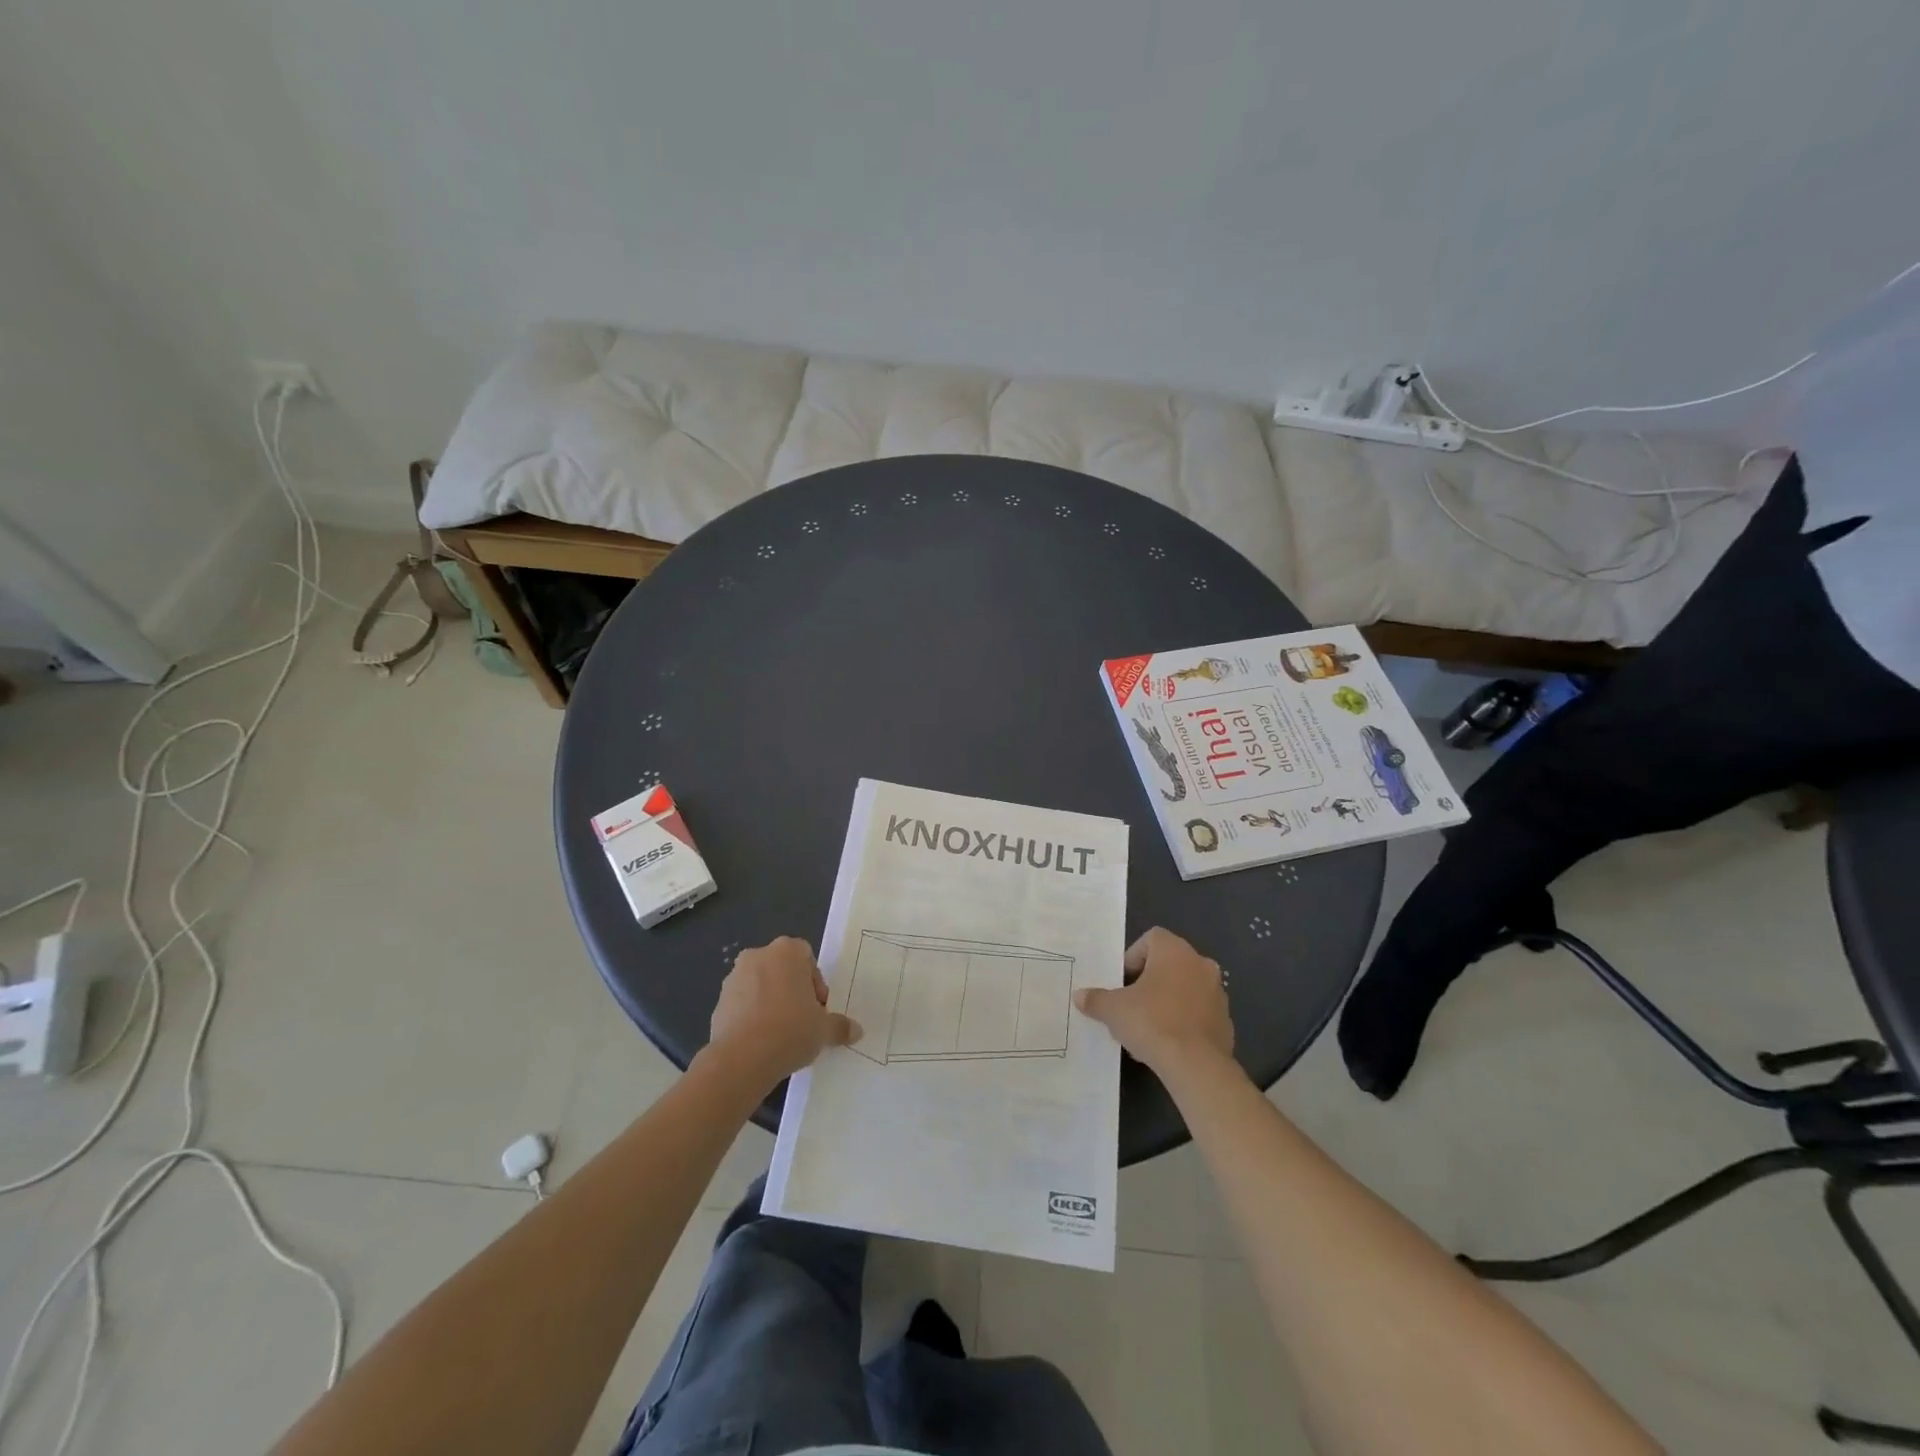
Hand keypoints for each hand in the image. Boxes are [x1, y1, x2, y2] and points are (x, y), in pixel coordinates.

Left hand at [706, 937, 860, 1090]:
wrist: (741, 1059)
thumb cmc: (790, 1030)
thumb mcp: (823, 1030)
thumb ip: (840, 1026)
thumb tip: (856, 1031)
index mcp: (786, 951)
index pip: (807, 957)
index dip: (815, 983)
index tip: (818, 1009)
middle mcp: (758, 956)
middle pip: (782, 969)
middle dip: (792, 991)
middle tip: (802, 1020)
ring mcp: (734, 978)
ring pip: (760, 986)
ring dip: (770, 1003)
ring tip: (780, 1035)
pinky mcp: (718, 1002)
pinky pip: (742, 1005)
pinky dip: (751, 1017)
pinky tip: (760, 1042)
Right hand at [1074, 928, 1232, 1076]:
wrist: (1196, 1066)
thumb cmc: (1152, 1022)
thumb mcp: (1113, 1010)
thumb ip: (1096, 999)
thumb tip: (1079, 996)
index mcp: (1175, 951)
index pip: (1151, 938)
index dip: (1133, 957)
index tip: (1122, 982)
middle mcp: (1200, 964)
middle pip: (1168, 963)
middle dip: (1149, 981)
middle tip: (1131, 1004)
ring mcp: (1217, 992)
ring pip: (1185, 988)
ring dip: (1167, 1000)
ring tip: (1147, 1027)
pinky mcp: (1226, 1020)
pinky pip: (1198, 1012)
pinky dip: (1184, 1020)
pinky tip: (1168, 1042)